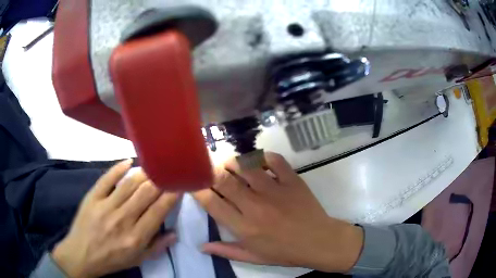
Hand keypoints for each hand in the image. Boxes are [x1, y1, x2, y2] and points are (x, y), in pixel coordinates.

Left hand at [52, 160, 179, 277]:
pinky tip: (129, 161)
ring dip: (144, 173)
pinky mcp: (92, 197)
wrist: (82, 254)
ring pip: (129, 184)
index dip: (171, 196)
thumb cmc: (112, 259)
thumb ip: (157, 247)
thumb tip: (175, 233)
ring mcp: (106, 206)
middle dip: (160, 181)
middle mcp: (123, 220)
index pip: (158, 212)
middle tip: (168, 171)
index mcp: (136, 238)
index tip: (179, 185)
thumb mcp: (137, 260)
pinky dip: (118, 168)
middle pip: (145, 194)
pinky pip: (107, 179)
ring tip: (153, 166)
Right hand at [194, 152, 363, 272]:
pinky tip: (258, 160)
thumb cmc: (285, 252)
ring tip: (229, 163)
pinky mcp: (292, 180)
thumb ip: (226, 251)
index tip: (195, 185)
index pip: (212, 204)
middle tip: (208, 169)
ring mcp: (275, 190)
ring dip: (233, 161)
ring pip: (246, 166)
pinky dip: (264, 156)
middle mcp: (255, 206)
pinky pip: (275, 160)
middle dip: (211, 171)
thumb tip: (201, 246)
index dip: (199, 191)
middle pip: (224, 181)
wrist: (318, 241)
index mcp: (244, 227)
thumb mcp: (253, 258)